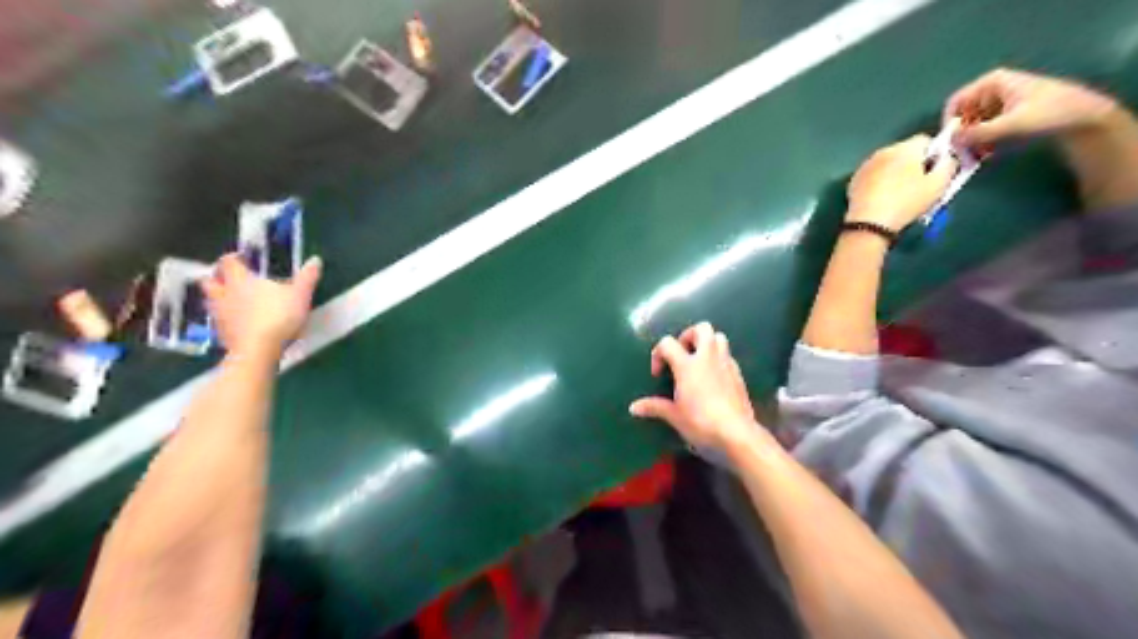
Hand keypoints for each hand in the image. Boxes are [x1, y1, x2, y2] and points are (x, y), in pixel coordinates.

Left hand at [200, 252, 319, 354]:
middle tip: (231, 279)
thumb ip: (307, 277)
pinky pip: (219, 320)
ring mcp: (220, 314)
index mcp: (241, 280)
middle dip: (217, 277)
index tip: (243, 259)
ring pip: (210, 300)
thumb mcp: (301, 295)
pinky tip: (239, 323)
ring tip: (234, 301)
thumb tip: (315, 260)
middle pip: (209, 280)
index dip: (234, 258)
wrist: (259, 350)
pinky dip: (226, 318)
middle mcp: (225, 293)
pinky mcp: (221, 333)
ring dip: (219, 298)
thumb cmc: (279, 316)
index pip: (229, 262)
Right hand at [632, 326, 763, 453]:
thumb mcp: (674, 416)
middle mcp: (708, 358)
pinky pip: (728, 357)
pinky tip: (713, 379)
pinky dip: (718, 360)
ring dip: (707, 344)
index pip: (668, 343)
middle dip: (689, 336)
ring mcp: (726, 364)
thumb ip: (654, 407)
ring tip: (698, 363)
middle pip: (702, 329)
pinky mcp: (739, 375)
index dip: (658, 353)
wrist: (737, 434)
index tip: (658, 374)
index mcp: (688, 365)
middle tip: (681, 354)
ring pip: (719, 337)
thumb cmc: (700, 423)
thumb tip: (633, 408)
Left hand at [850, 134, 951, 230]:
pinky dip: (879, 182)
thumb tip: (946, 158)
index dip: (934, 154)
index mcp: (905, 148)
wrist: (870, 223)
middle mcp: (883, 151)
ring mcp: (865, 166)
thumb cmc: (907, 202)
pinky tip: (882, 198)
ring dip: (895, 172)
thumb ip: (949, 164)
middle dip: (913, 163)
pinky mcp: (854, 180)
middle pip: (904, 151)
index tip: (934, 172)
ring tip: (899, 193)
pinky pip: (873, 175)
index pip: (925, 140)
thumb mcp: (939, 184)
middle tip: (918, 184)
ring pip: (887, 163)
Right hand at [944, 68, 1116, 146]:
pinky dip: (982, 140)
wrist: (1085, 116)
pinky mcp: (1007, 113)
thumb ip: (978, 134)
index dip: (950, 122)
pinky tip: (986, 153)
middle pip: (963, 113)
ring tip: (976, 156)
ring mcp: (1000, 101)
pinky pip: (984, 128)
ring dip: (971, 140)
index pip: (956, 102)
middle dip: (962, 134)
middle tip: (963, 154)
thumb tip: (950, 142)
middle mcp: (992, 89)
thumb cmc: (1049, 113)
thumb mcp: (1011, 124)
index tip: (951, 142)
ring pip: (973, 123)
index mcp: (991, 83)